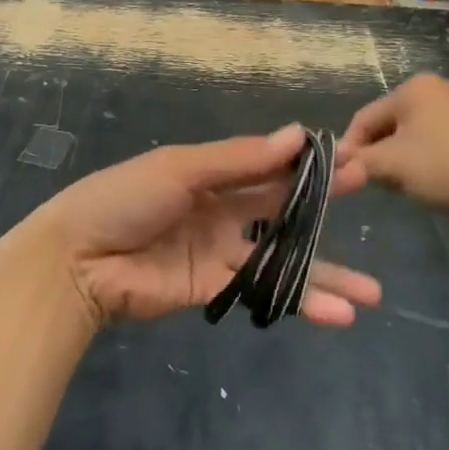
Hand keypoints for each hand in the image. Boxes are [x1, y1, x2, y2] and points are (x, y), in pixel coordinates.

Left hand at [8, 126, 381, 328]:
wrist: (76, 259)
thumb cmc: (123, 198)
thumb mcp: (179, 169)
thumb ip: (237, 160)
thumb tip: (296, 136)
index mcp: (209, 173)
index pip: (266, 164)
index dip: (304, 162)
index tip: (347, 155)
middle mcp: (219, 210)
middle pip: (281, 208)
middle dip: (323, 205)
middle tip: (369, 188)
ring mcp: (219, 252)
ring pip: (281, 259)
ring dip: (324, 273)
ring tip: (372, 293)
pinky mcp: (213, 288)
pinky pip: (263, 291)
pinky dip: (299, 301)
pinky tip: (338, 313)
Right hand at [338, 74, 448, 220]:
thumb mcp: (394, 168)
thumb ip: (359, 165)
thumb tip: (334, 171)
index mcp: (413, 87)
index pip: (364, 118)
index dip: (350, 149)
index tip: (345, 178)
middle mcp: (439, 85)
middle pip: (391, 123)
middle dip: (380, 154)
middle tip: (379, 185)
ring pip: (417, 132)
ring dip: (405, 157)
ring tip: (411, 186)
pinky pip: (444, 138)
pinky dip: (433, 157)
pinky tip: (441, 181)